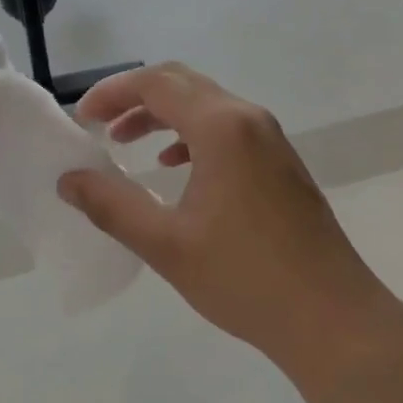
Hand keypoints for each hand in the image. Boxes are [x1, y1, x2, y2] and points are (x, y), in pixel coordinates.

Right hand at [61, 64, 402, 391]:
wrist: (333, 319)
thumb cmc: (245, 278)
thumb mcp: (166, 244)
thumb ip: (111, 206)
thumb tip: (68, 180)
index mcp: (221, 126)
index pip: (156, 84)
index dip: (112, 93)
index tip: (82, 119)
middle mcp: (247, 118)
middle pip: (181, 83)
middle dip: (134, 97)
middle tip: (99, 124)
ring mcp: (269, 138)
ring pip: (204, 103)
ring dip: (161, 114)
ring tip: (125, 142)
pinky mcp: (280, 161)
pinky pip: (226, 127)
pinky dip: (190, 133)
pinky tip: (173, 165)